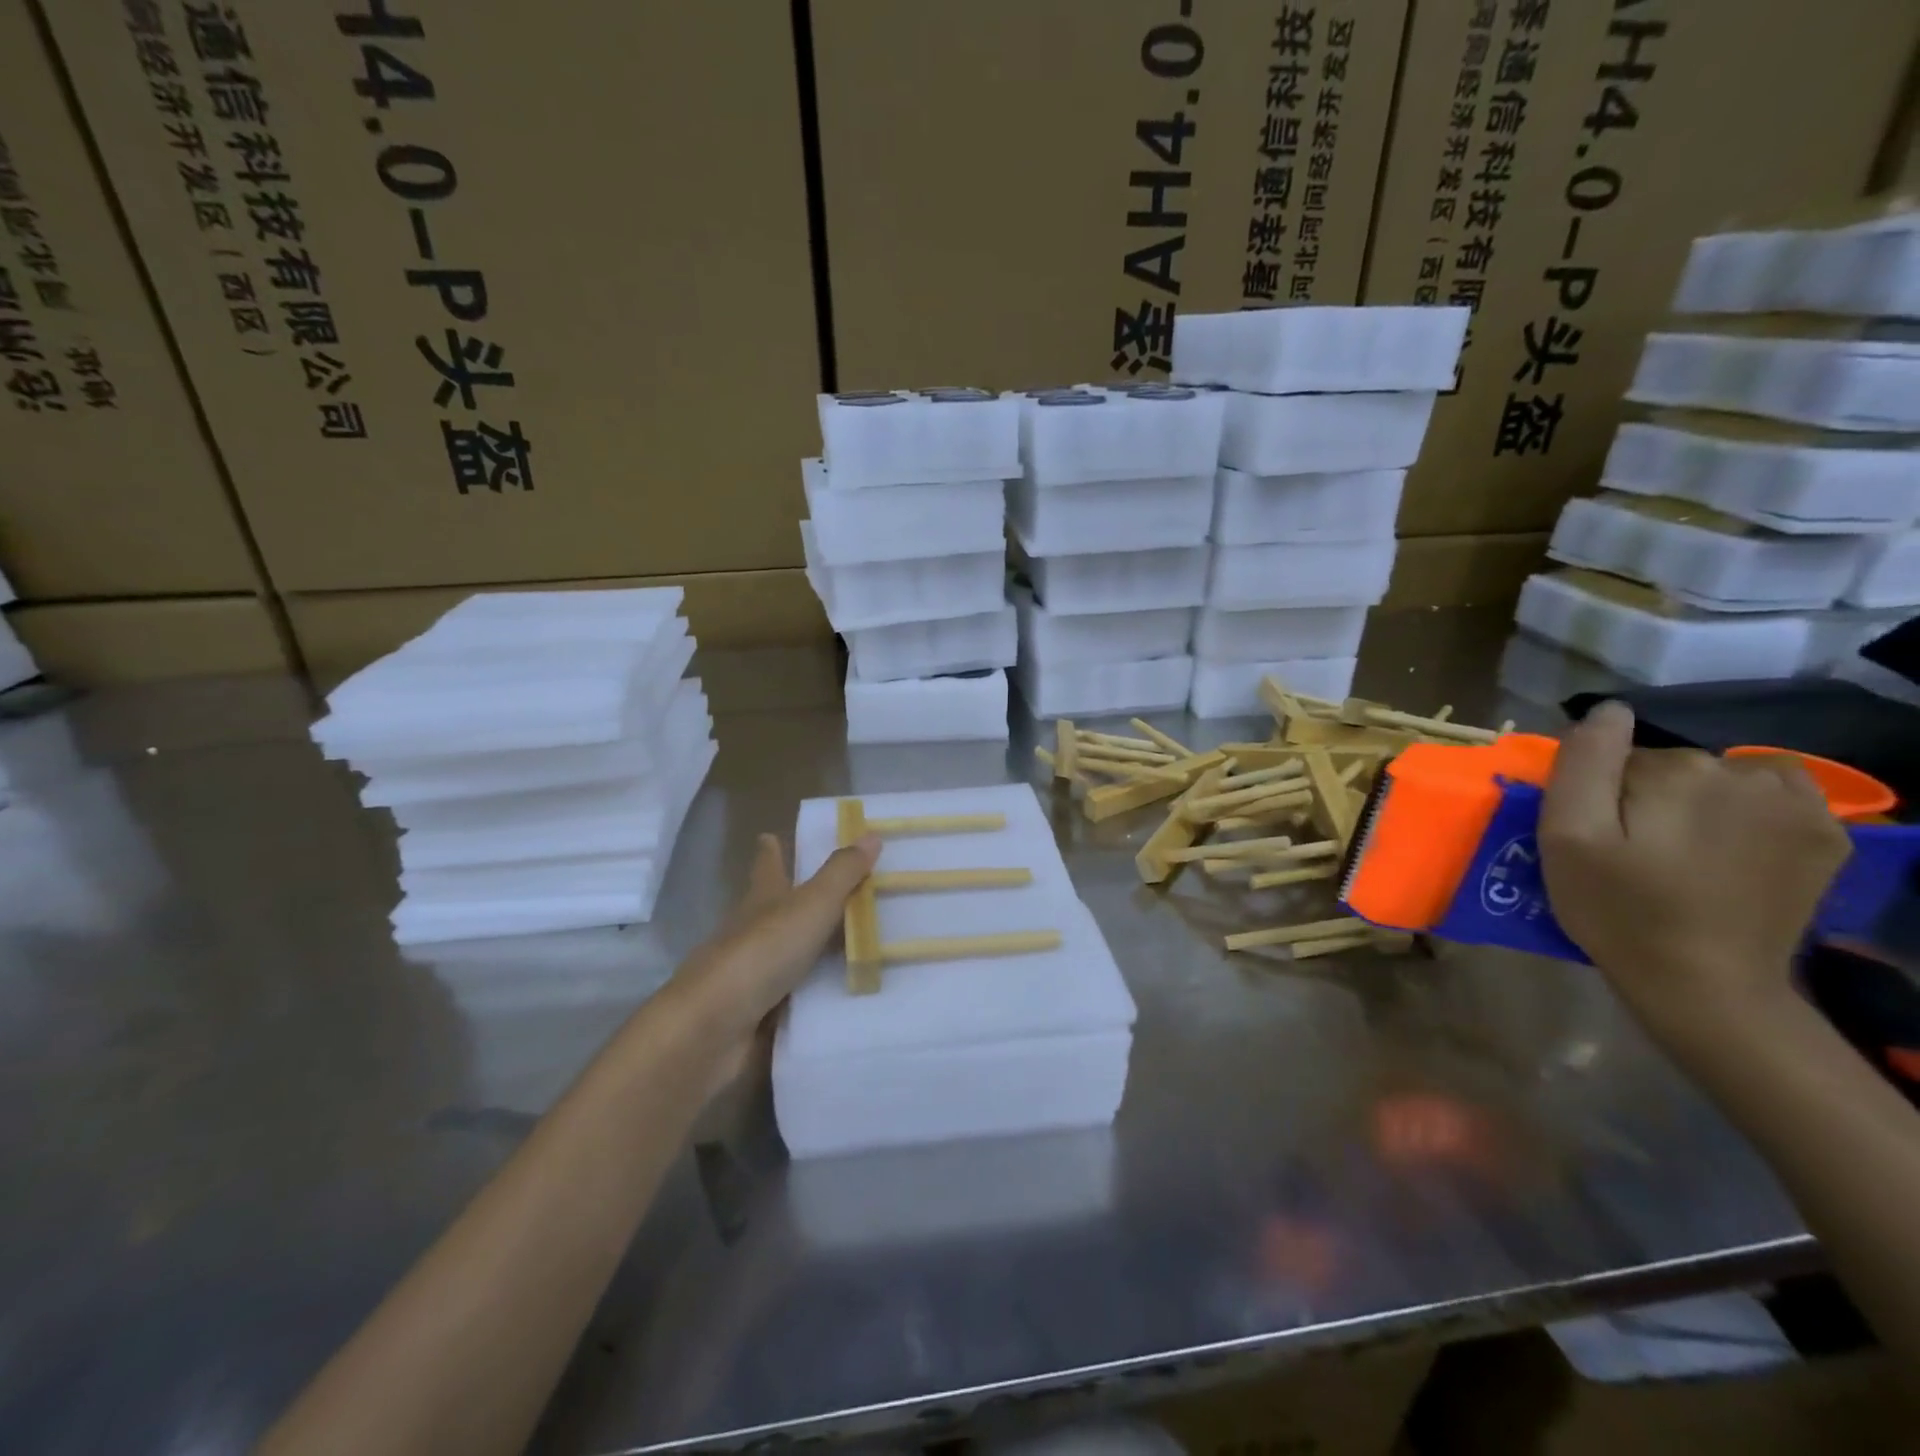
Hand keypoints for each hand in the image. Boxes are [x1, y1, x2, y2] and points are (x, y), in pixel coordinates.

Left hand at [669, 832, 879, 1090]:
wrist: (714, 1029)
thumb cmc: (761, 952)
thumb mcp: (810, 905)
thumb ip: (842, 873)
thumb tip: (871, 834)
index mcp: (762, 899)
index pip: (767, 865)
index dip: (771, 850)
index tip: (770, 835)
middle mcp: (754, 932)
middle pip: (779, 910)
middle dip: (803, 901)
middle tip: (848, 894)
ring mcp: (756, 976)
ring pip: (792, 955)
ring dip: (819, 952)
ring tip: (864, 948)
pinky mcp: (763, 1014)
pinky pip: (801, 998)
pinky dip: (821, 994)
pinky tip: (850, 999)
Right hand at [1538, 701, 1851, 1035]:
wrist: (1706, 984)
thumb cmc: (1617, 909)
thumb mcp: (1567, 836)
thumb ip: (1583, 764)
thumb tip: (1607, 710)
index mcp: (1674, 772)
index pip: (1616, 757)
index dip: (1597, 794)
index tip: (1596, 837)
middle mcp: (1743, 774)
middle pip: (1671, 765)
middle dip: (1646, 796)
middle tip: (1633, 852)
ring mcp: (1798, 804)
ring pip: (1723, 776)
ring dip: (1699, 800)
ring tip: (1685, 851)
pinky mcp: (1827, 836)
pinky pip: (1776, 796)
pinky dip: (1752, 810)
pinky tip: (1735, 848)